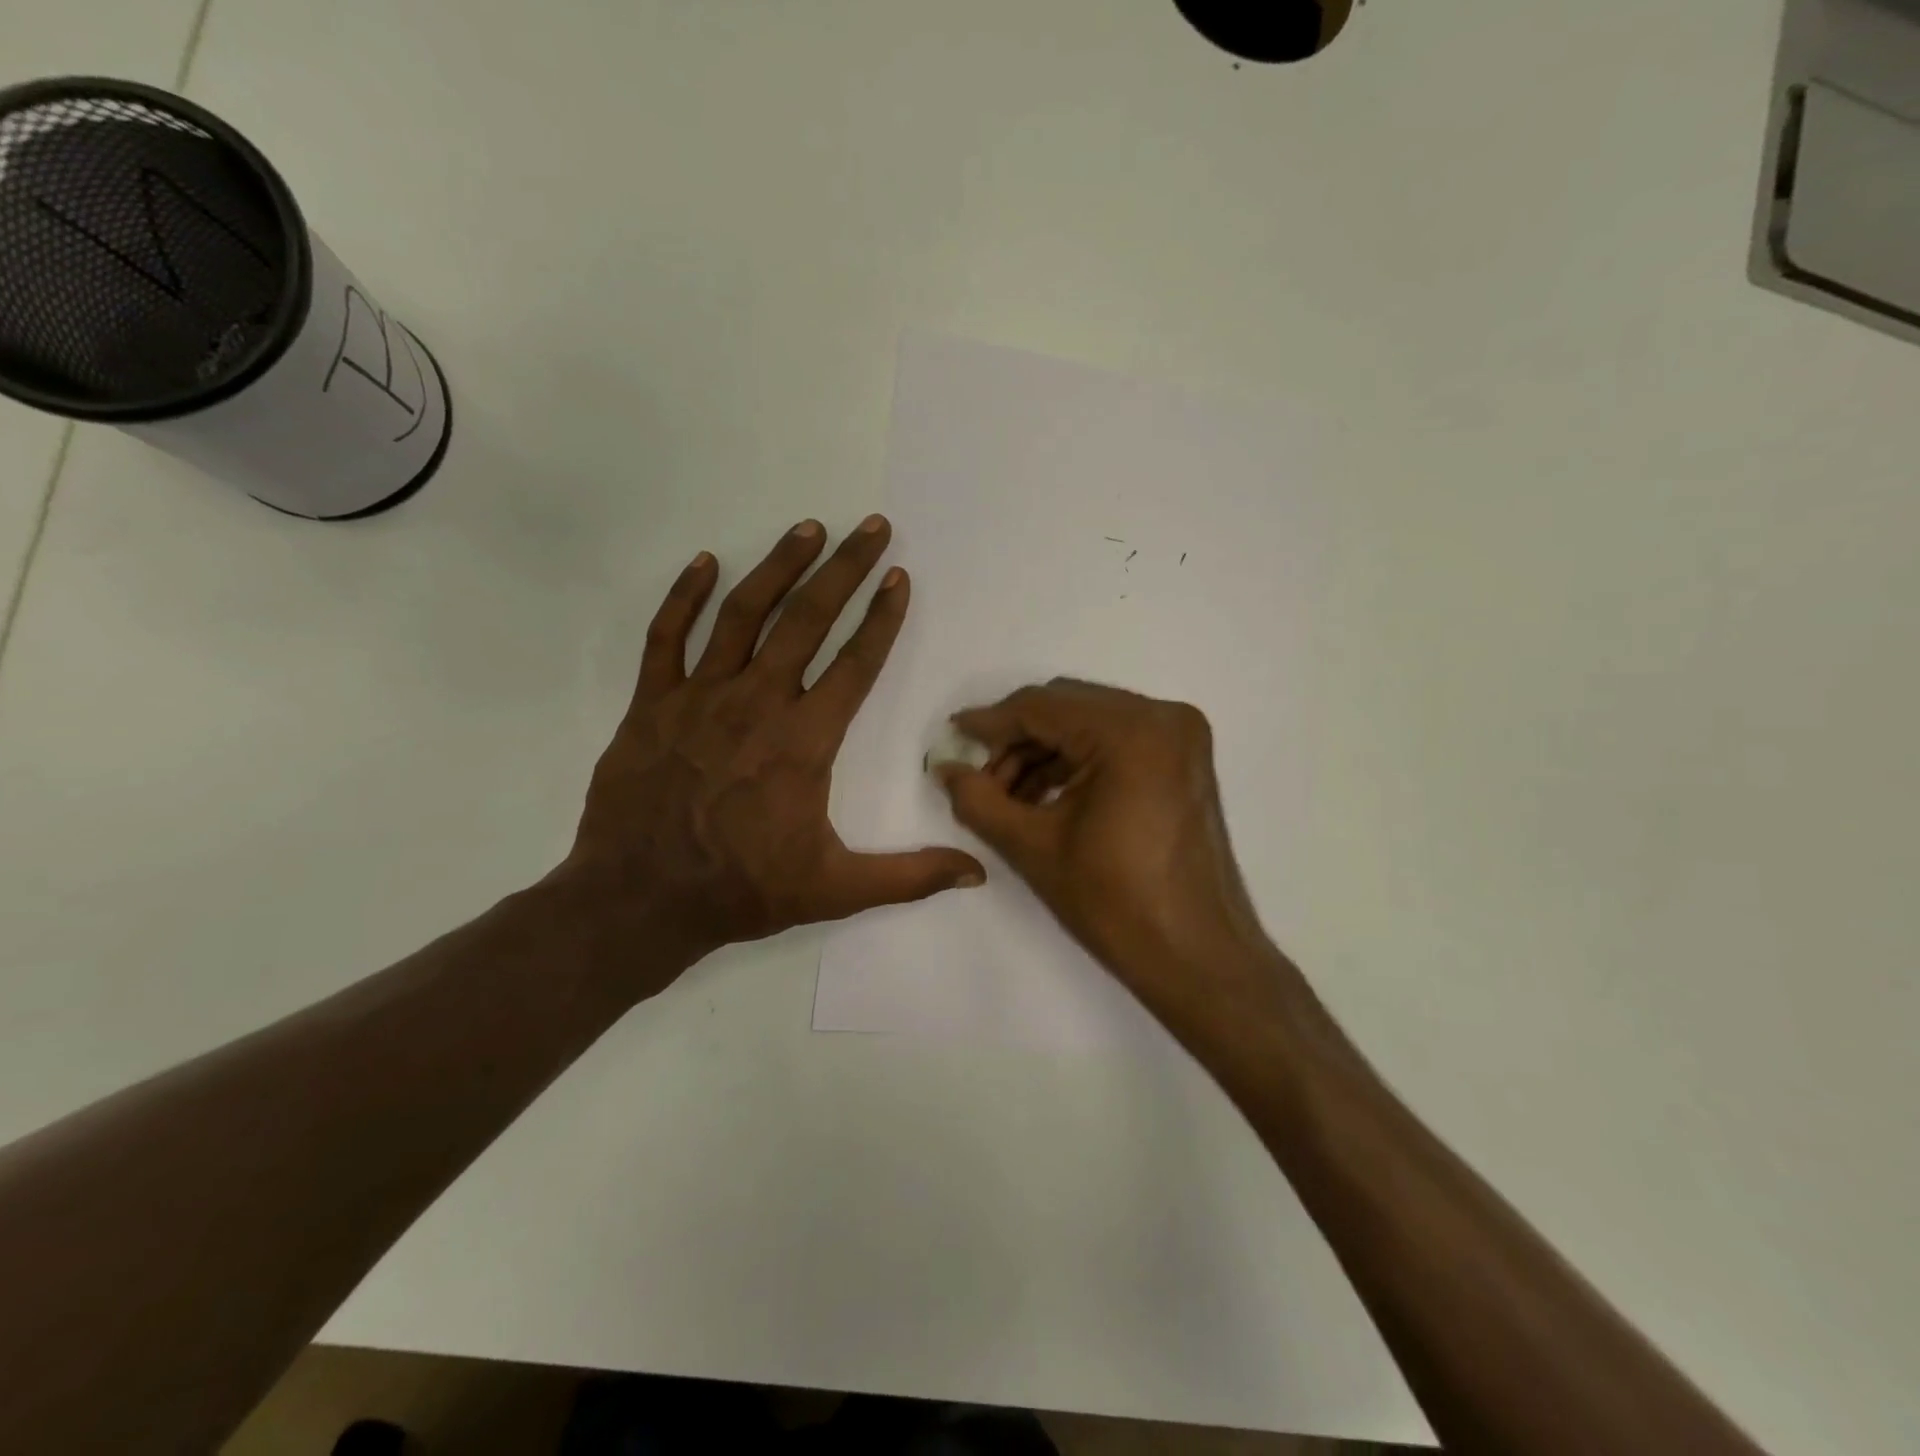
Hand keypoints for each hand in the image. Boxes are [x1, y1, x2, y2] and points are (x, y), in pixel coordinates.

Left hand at [555, 516, 983, 990]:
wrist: (639, 900)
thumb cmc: (742, 890)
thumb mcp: (836, 891)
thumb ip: (910, 876)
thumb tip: (977, 873)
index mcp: (804, 741)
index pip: (856, 664)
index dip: (882, 618)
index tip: (900, 578)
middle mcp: (757, 703)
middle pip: (808, 620)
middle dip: (845, 569)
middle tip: (871, 527)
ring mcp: (699, 697)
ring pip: (743, 614)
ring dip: (779, 566)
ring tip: (809, 528)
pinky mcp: (652, 703)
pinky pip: (667, 636)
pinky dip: (686, 596)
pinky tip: (707, 563)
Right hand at [935, 680, 1272, 1021]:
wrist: (1197, 958)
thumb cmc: (1115, 905)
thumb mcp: (1034, 848)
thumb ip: (979, 800)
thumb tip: (943, 768)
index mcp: (1131, 732)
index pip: (1042, 707)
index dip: (990, 722)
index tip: (952, 737)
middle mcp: (1163, 718)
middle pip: (1067, 707)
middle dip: (1016, 740)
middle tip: (980, 779)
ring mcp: (1180, 737)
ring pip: (1089, 723)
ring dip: (1044, 753)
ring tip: (1007, 798)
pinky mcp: (1183, 760)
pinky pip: (1115, 742)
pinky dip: (1076, 762)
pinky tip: (1044, 798)